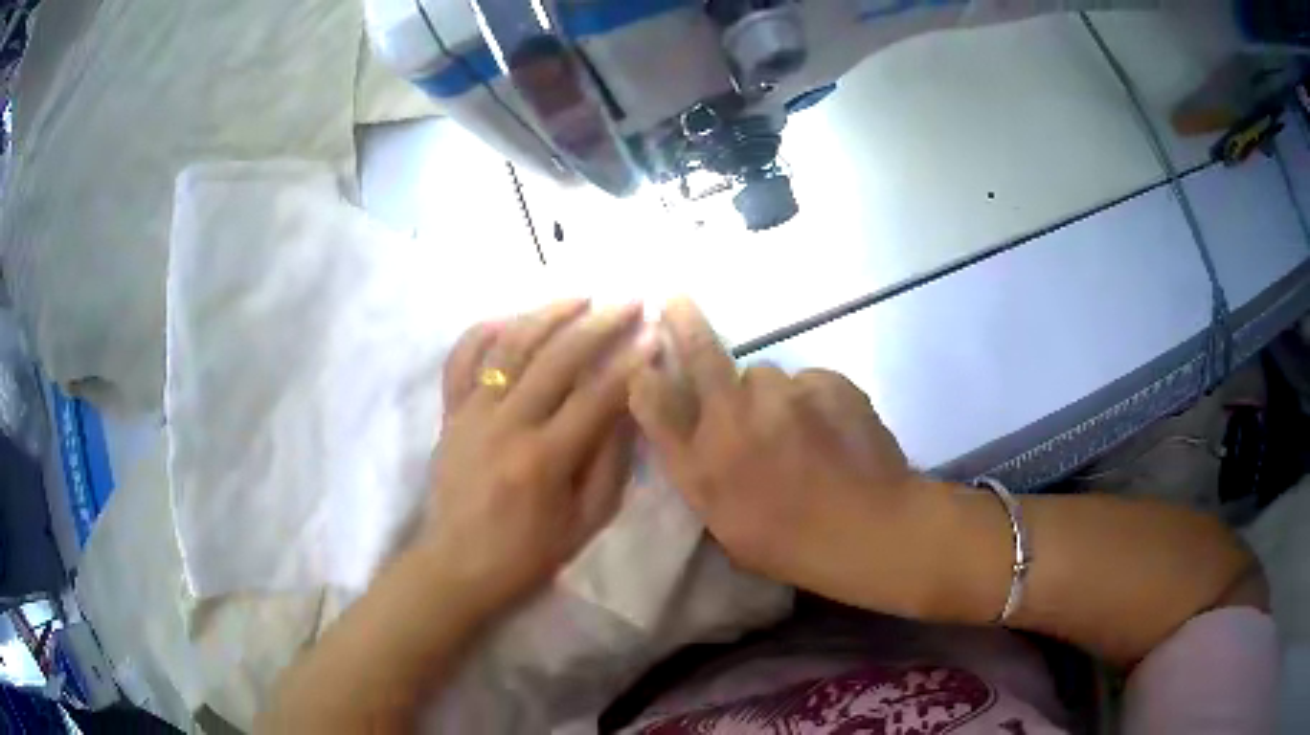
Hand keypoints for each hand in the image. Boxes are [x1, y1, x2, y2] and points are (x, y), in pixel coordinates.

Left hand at [422, 299, 656, 614]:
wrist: (456, 565)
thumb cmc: (527, 554)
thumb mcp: (585, 523)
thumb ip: (609, 464)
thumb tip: (627, 407)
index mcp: (544, 459)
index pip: (597, 396)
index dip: (631, 361)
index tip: (655, 334)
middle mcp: (506, 425)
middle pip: (558, 358)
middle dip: (600, 323)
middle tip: (630, 300)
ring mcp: (471, 413)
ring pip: (510, 346)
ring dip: (549, 313)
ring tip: (581, 295)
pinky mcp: (449, 413)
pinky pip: (461, 359)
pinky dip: (482, 332)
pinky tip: (510, 317)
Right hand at [629, 300, 949, 618]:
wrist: (870, 532)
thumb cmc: (793, 544)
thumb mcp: (727, 525)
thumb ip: (703, 473)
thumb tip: (699, 434)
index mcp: (703, 464)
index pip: (656, 405)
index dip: (645, 376)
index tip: (645, 360)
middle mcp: (734, 420)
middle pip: (701, 355)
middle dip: (684, 321)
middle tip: (677, 299)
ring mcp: (784, 396)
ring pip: (767, 375)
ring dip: (771, 395)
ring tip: (796, 428)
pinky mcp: (828, 383)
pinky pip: (809, 381)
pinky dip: (813, 399)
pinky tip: (830, 429)